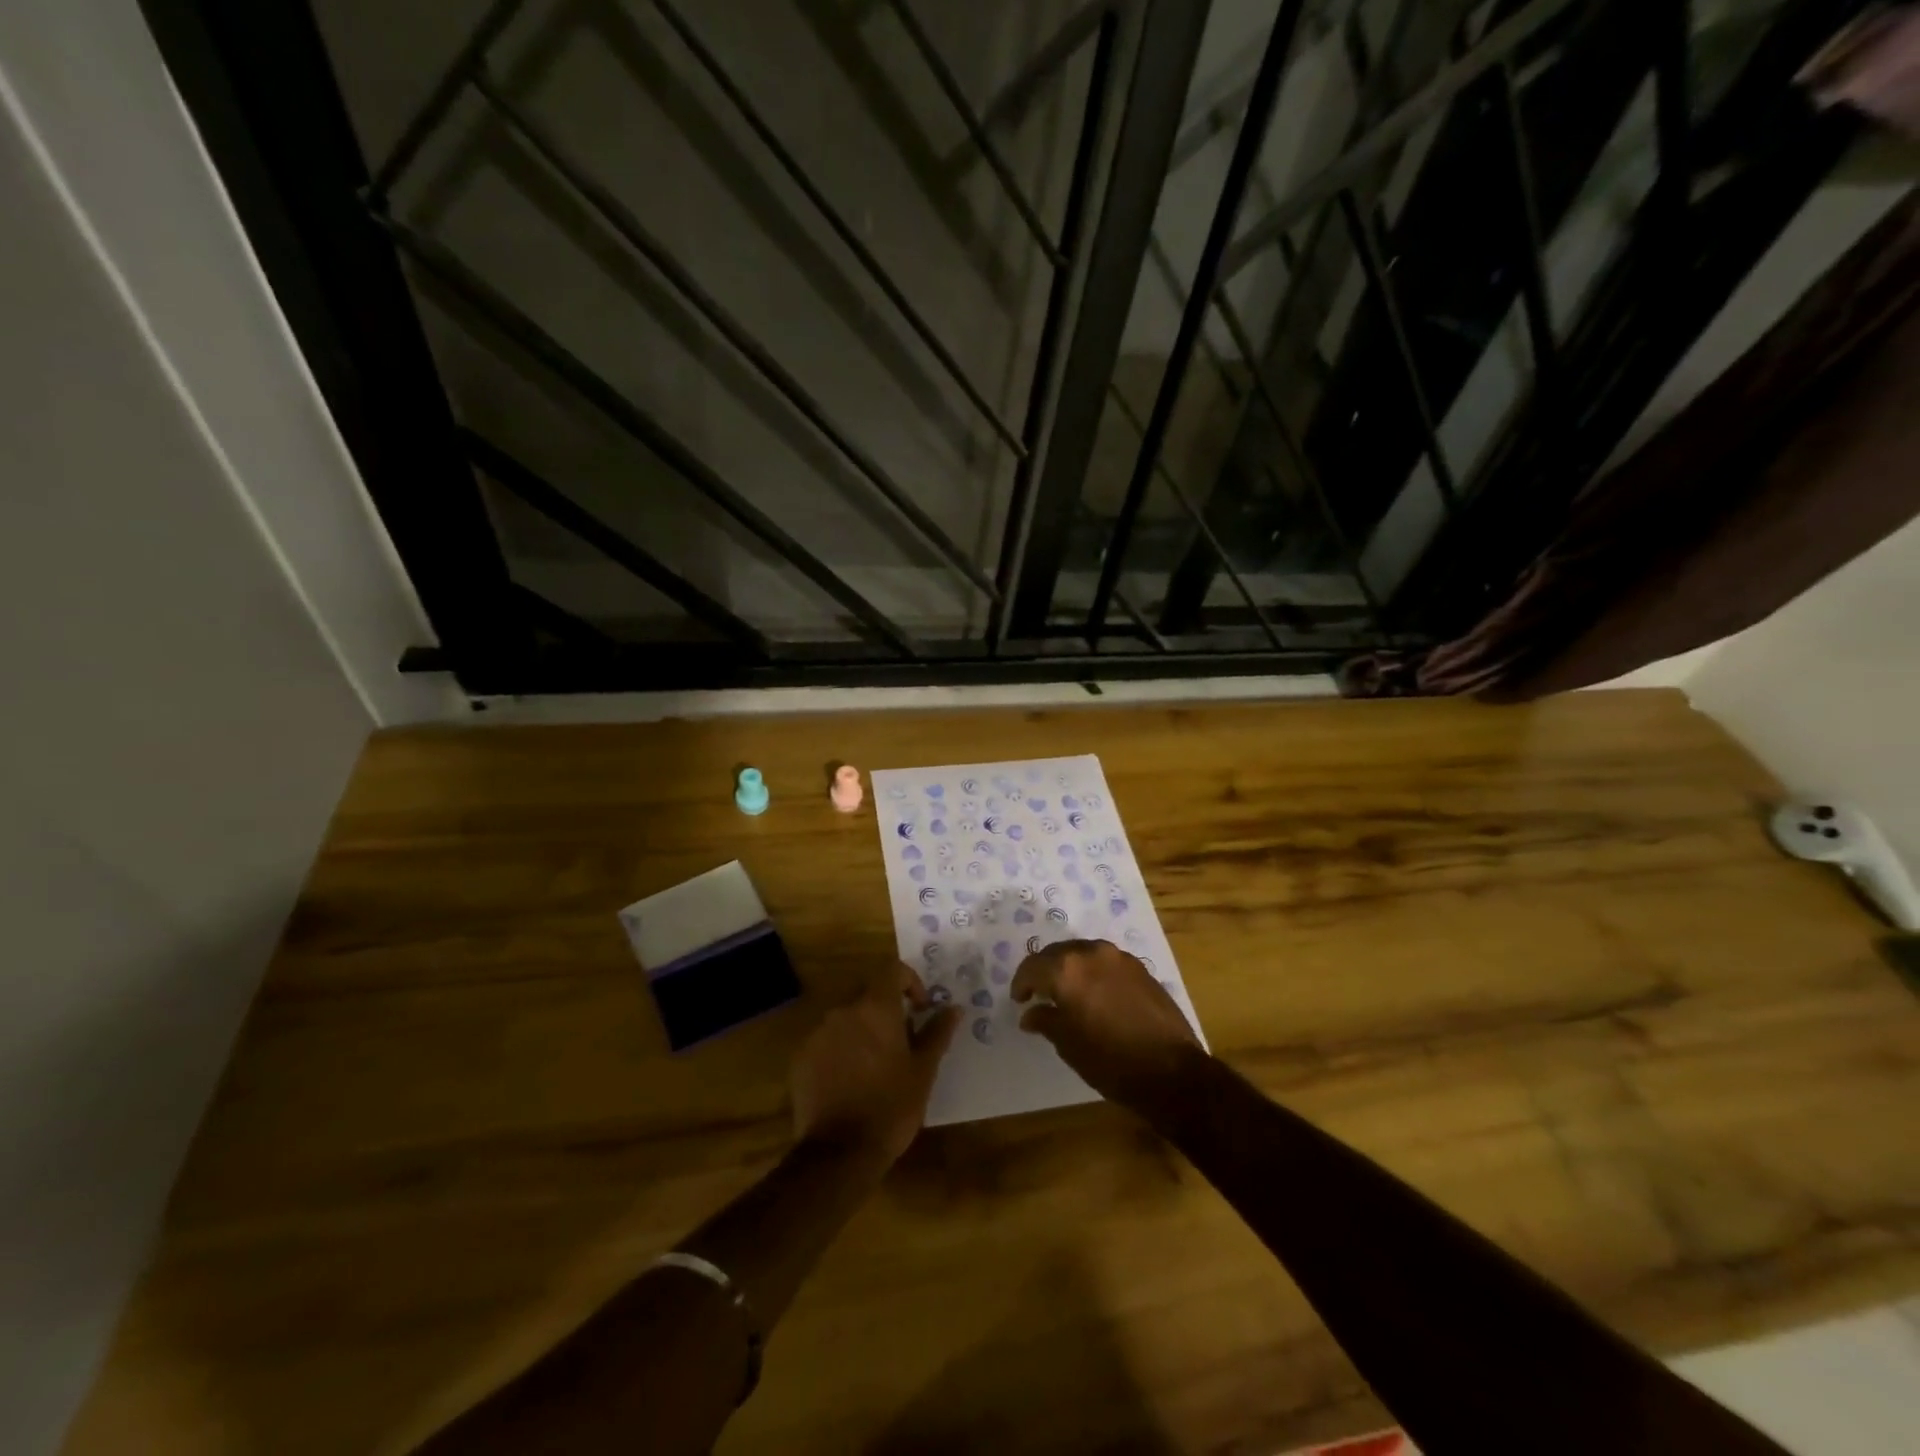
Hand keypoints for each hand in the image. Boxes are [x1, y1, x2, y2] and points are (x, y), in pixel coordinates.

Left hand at [791, 962, 959, 1165]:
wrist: (839, 1153)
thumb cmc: (891, 1106)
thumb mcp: (923, 1071)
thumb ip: (938, 1033)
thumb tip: (954, 1008)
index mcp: (875, 1008)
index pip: (892, 969)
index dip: (909, 981)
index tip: (920, 1008)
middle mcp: (843, 1010)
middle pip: (868, 993)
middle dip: (886, 1009)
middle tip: (902, 1040)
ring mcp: (818, 1033)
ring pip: (846, 1017)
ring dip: (863, 1029)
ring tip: (876, 1063)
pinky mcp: (801, 1057)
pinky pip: (826, 1040)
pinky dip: (841, 1048)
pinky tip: (850, 1080)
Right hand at [1011, 938, 1204, 1109]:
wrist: (1171, 1071)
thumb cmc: (1110, 1061)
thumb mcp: (1068, 1044)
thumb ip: (1046, 1020)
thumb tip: (1030, 1013)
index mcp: (1067, 969)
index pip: (1032, 967)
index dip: (1021, 983)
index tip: (1020, 1000)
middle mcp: (1091, 952)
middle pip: (1057, 953)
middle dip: (1044, 971)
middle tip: (1039, 994)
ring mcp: (1119, 957)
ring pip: (1082, 953)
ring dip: (1070, 968)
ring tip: (1067, 992)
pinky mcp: (1140, 967)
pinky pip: (1105, 961)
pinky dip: (1092, 972)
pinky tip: (1095, 994)